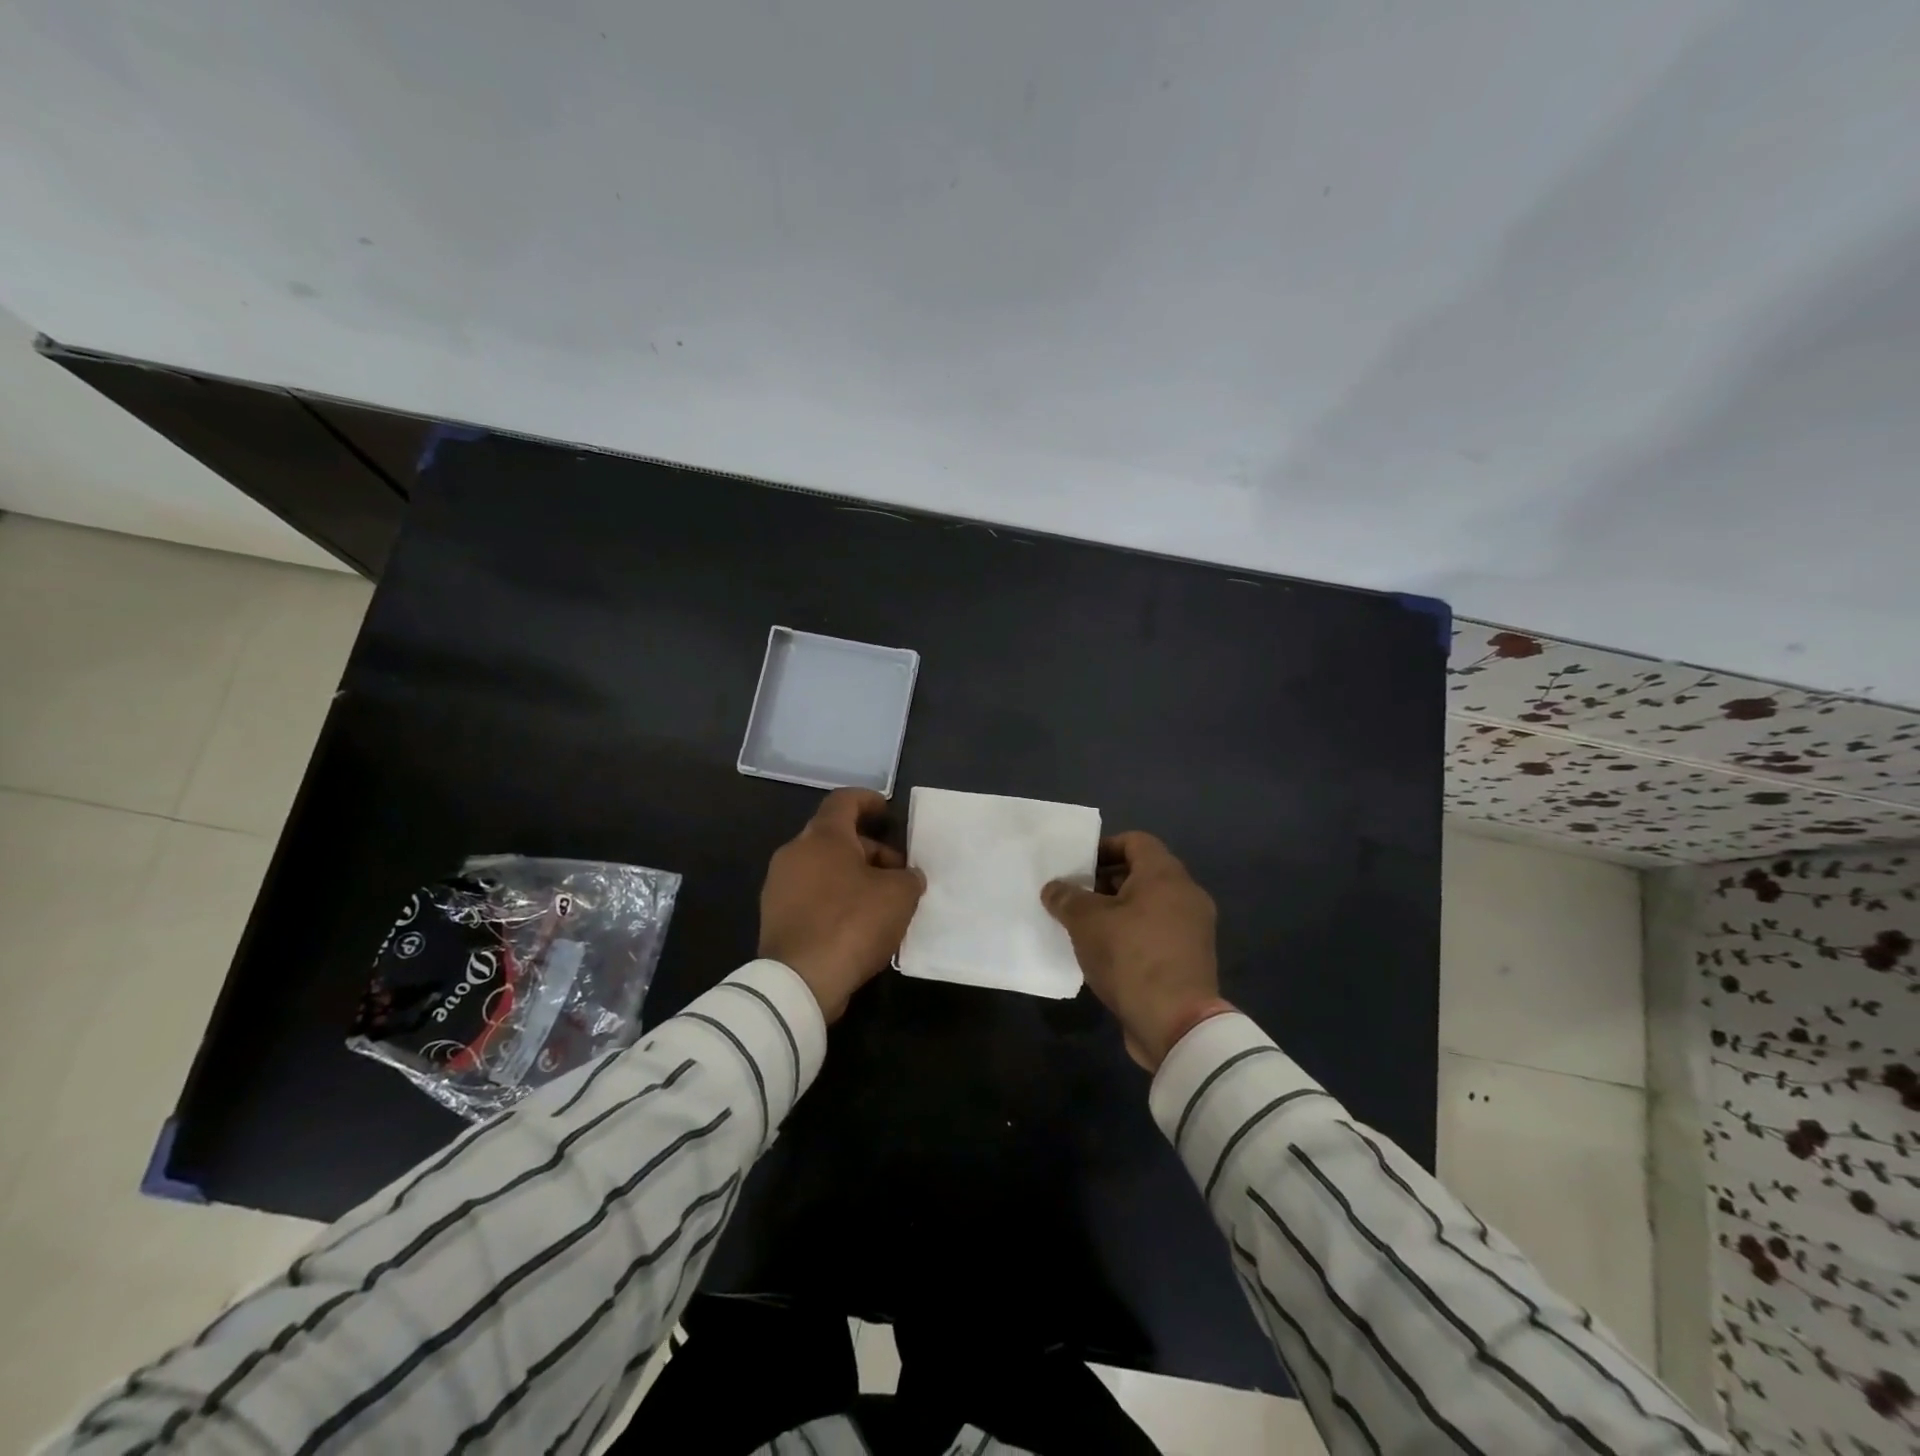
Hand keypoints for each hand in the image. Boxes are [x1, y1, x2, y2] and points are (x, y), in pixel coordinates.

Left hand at [759, 788, 925, 1022]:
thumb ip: (908, 877)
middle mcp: (795, 852)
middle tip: (897, 873)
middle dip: (869, 849)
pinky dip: (835, 898)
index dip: (868, 800)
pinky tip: (857, 924)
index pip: (844, 800)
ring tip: (881, 902)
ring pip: (823, 867)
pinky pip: (811, 894)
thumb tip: (907, 877)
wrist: (799, 980)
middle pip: (835, 837)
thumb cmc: (853, 923)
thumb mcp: (899, 896)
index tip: (887, 811)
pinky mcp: (775, 916)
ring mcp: (779, 885)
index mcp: (823, 836)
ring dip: (853, 876)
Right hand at [1041, 831, 1230, 1069]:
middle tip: (1074, 897)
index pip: (1135, 841)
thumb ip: (1066, 898)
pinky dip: (1133, 934)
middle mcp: (1186, 895)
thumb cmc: (1131, 957)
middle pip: (1142, 873)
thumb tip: (1054, 888)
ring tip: (1084, 927)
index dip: (1103, 847)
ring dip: (1117, 911)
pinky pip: (1157, 932)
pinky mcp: (1190, 959)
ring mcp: (1192, 929)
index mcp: (1165, 875)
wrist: (1176, 1024)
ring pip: (1149, 905)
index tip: (1077, 866)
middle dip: (1105, 882)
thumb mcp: (1087, 922)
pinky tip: (1105, 953)